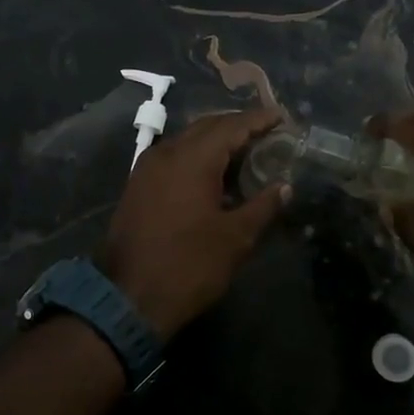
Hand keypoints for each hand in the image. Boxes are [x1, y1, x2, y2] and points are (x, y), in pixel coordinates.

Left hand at [102, 107, 291, 337]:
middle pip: (207, 127)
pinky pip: (173, 158)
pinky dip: (197, 158)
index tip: (282, 117)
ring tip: (246, 153)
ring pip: (187, 141)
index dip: (259, 119)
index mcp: (192, 158)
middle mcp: (166, 153)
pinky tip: (215, 176)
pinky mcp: (138, 186)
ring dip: (216, 142)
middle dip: (238, 127)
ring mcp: (147, 169)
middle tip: (267, 133)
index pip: (232, 126)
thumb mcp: (235, 238)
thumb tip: (284, 187)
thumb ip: (263, 206)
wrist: (129, 297)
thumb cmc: (189, 265)